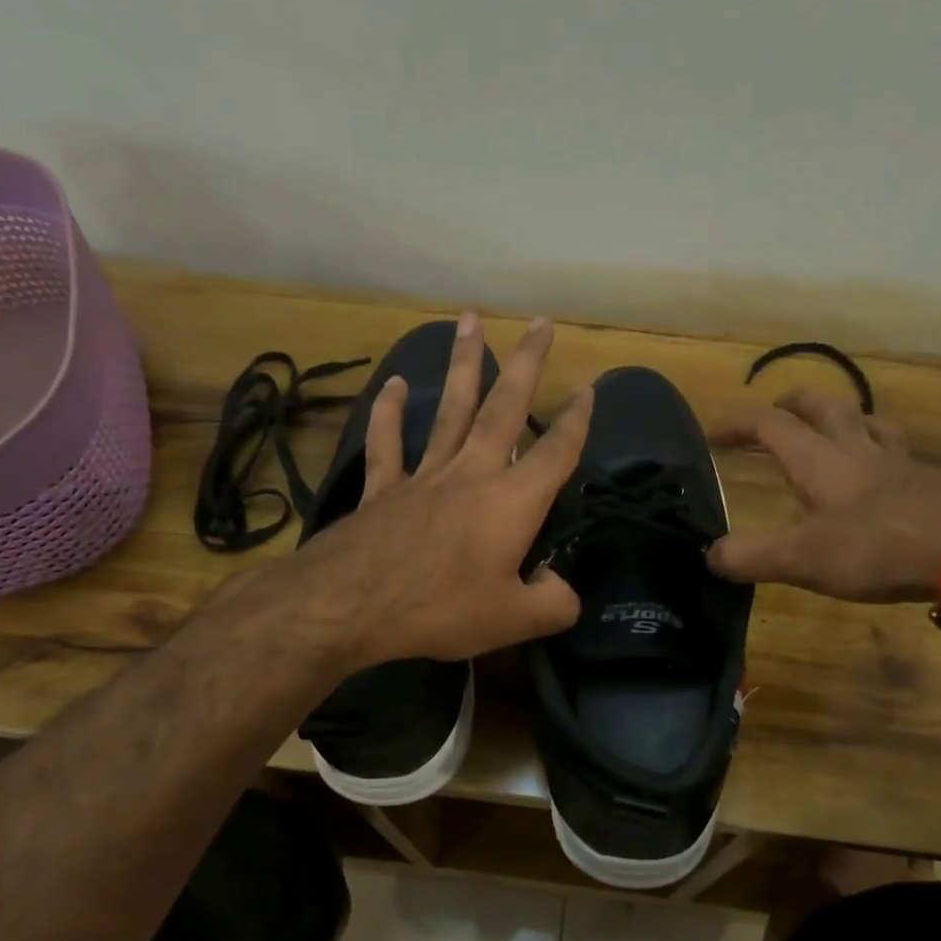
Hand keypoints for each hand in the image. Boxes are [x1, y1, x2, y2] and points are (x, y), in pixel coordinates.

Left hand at [290, 311, 591, 666]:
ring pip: (450, 410)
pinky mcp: (384, 489)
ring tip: (470, 320)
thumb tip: (561, 588)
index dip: (577, 420)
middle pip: (505, 408)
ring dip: (463, 364)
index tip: (588, 388)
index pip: (556, 452)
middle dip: (527, 363)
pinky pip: (387, 444)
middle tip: (541, 321)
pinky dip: (388, 413)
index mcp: (512, 501)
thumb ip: (553, 603)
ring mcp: (425, 476)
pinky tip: (392, 384)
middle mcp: (472, 474)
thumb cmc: (441, 608)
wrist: (351, 605)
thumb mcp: (514, 620)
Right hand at [707, 389, 940, 603]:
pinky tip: (882, 473)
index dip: (737, 424)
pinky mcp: (928, 481)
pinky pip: (896, 451)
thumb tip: (709, 555)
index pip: (769, 424)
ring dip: (842, 418)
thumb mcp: (802, 559)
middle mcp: (856, 448)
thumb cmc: (878, 547)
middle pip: (823, 405)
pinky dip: (879, 450)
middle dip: (793, 402)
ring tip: (831, 430)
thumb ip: (751, 556)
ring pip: (866, 421)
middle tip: (776, 411)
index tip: (712, 434)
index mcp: (818, 459)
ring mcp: (898, 462)